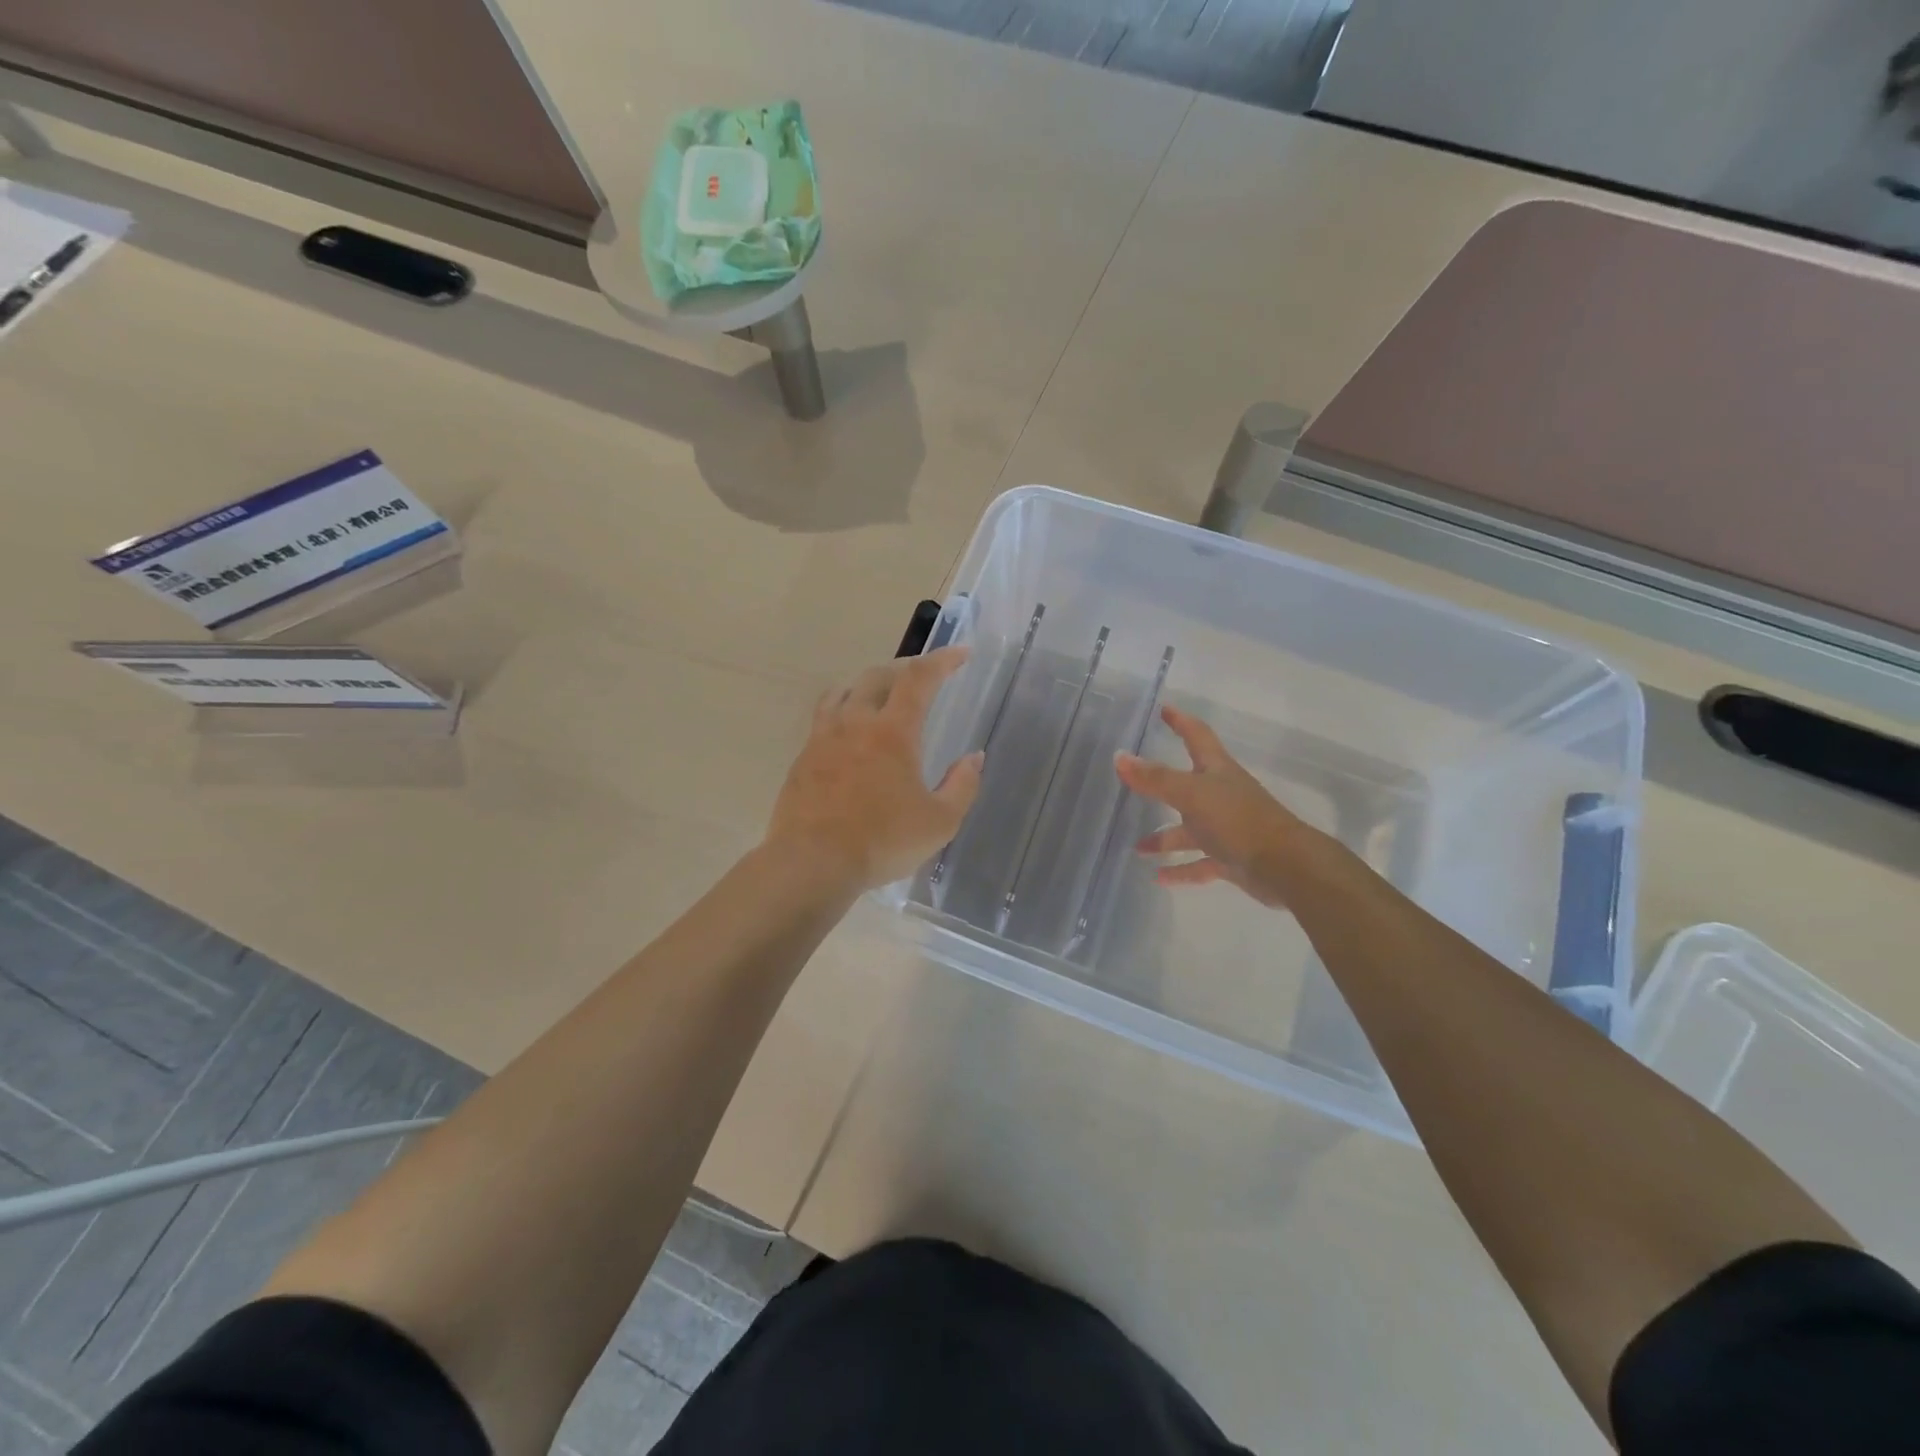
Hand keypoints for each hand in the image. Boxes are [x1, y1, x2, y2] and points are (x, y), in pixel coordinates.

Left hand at [765, 647, 984, 892]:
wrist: (811, 863)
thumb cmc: (882, 842)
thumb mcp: (940, 822)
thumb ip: (962, 786)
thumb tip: (974, 758)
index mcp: (892, 731)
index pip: (918, 679)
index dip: (942, 660)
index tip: (960, 653)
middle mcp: (855, 723)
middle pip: (878, 676)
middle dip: (904, 670)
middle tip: (922, 678)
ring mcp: (823, 738)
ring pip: (844, 691)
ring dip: (868, 685)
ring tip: (881, 697)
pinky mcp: (802, 758)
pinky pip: (823, 718)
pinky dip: (842, 711)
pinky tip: (848, 733)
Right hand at [1115, 705, 1328, 907]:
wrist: (1284, 866)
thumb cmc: (1238, 820)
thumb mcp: (1191, 794)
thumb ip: (1155, 779)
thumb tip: (1120, 757)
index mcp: (1217, 771)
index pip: (1197, 736)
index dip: (1181, 722)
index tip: (1164, 710)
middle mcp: (1222, 796)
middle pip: (1188, 785)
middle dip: (1162, 785)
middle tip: (1135, 782)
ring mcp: (1227, 829)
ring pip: (1189, 830)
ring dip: (1164, 839)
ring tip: (1138, 848)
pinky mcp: (1231, 858)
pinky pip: (1199, 863)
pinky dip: (1180, 870)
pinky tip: (1158, 877)